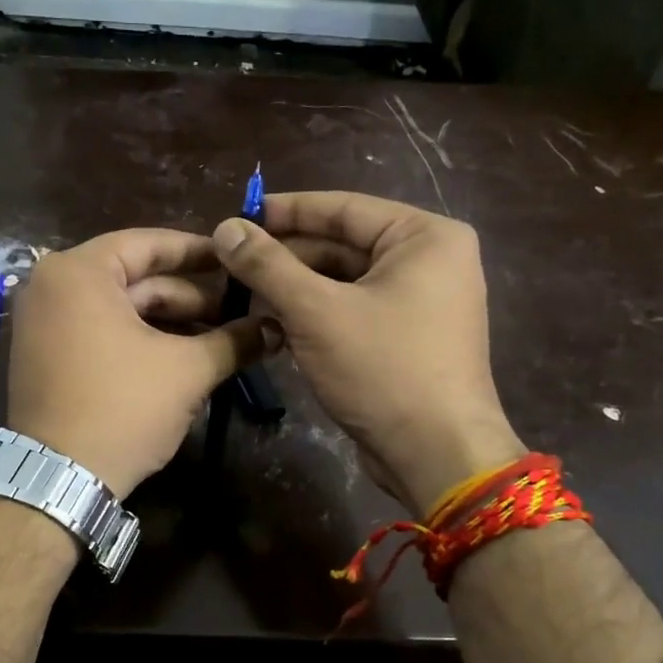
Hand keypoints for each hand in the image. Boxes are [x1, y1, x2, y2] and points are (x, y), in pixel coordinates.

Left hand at [7, 229, 279, 497]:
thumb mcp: (187, 371)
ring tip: (218, 340)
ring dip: (169, 323)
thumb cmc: (122, 408)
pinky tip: (181, 357)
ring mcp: (42, 322)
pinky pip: (99, 331)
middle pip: (134, 279)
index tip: (235, 260)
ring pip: (119, 309)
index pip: (149, 244)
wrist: (60, 480)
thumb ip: (234, 341)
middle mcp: (52, 286)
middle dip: (189, 297)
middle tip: (237, 312)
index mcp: (79, 272)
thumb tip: (276, 328)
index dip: (198, 252)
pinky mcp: (44, 355)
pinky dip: (138, 340)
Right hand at [213, 191, 524, 513]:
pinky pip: (354, 311)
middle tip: (230, 262)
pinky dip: (315, 315)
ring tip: (242, 292)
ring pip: (344, 281)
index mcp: (424, 237)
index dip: (285, 211)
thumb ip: (268, 265)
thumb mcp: (317, 312)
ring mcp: (421, 302)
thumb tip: (225, 227)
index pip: (343, 208)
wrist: (436, 455)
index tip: (236, 215)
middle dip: (286, 256)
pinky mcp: (408, 338)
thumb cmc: (383, 370)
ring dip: (295, 288)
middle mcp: (430, 261)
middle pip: (343, 244)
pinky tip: (272, 323)